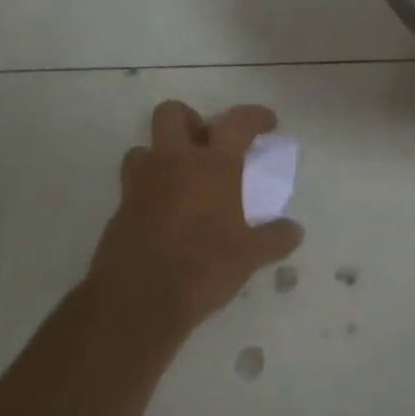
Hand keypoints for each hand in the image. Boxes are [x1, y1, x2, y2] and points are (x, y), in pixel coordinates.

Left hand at [85, 100, 303, 344]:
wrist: (138, 302)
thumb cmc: (202, 267)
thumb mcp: (249, 256)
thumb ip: (274, 238)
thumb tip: (295, 231)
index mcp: (213, 164)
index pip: (237, 121)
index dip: (255, 116)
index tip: (267, 123)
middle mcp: (174, 163)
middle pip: (171, 113)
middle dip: (189, 121)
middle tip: (206, 145)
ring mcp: (141, 184)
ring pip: (144, 149)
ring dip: (161, 157)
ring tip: (179, 181)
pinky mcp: (119, 211)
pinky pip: (133, 187)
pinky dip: (148, 192)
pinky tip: (163, 217)